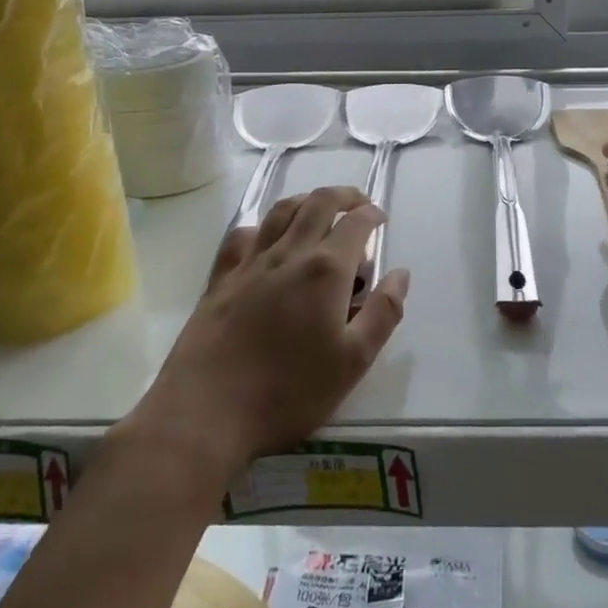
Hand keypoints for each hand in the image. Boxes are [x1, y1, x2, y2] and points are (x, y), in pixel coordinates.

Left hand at [132, 186, 408, 478]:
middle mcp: (289, 253)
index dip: (372, 215)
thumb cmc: (289, 391)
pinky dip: (262, 226)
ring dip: (306, 200)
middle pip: (318, 203)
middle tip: (358, 203)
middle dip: (344, 195)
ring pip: (281, 211)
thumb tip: (400, 273)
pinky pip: (243, 235)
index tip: (381, 219)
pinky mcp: (221, 278)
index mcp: (326, 270)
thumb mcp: (353, 362)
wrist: (206, 411)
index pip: (356, 224)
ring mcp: (250, 263)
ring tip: (319, 208)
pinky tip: (266, 238)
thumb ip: (383, 314)